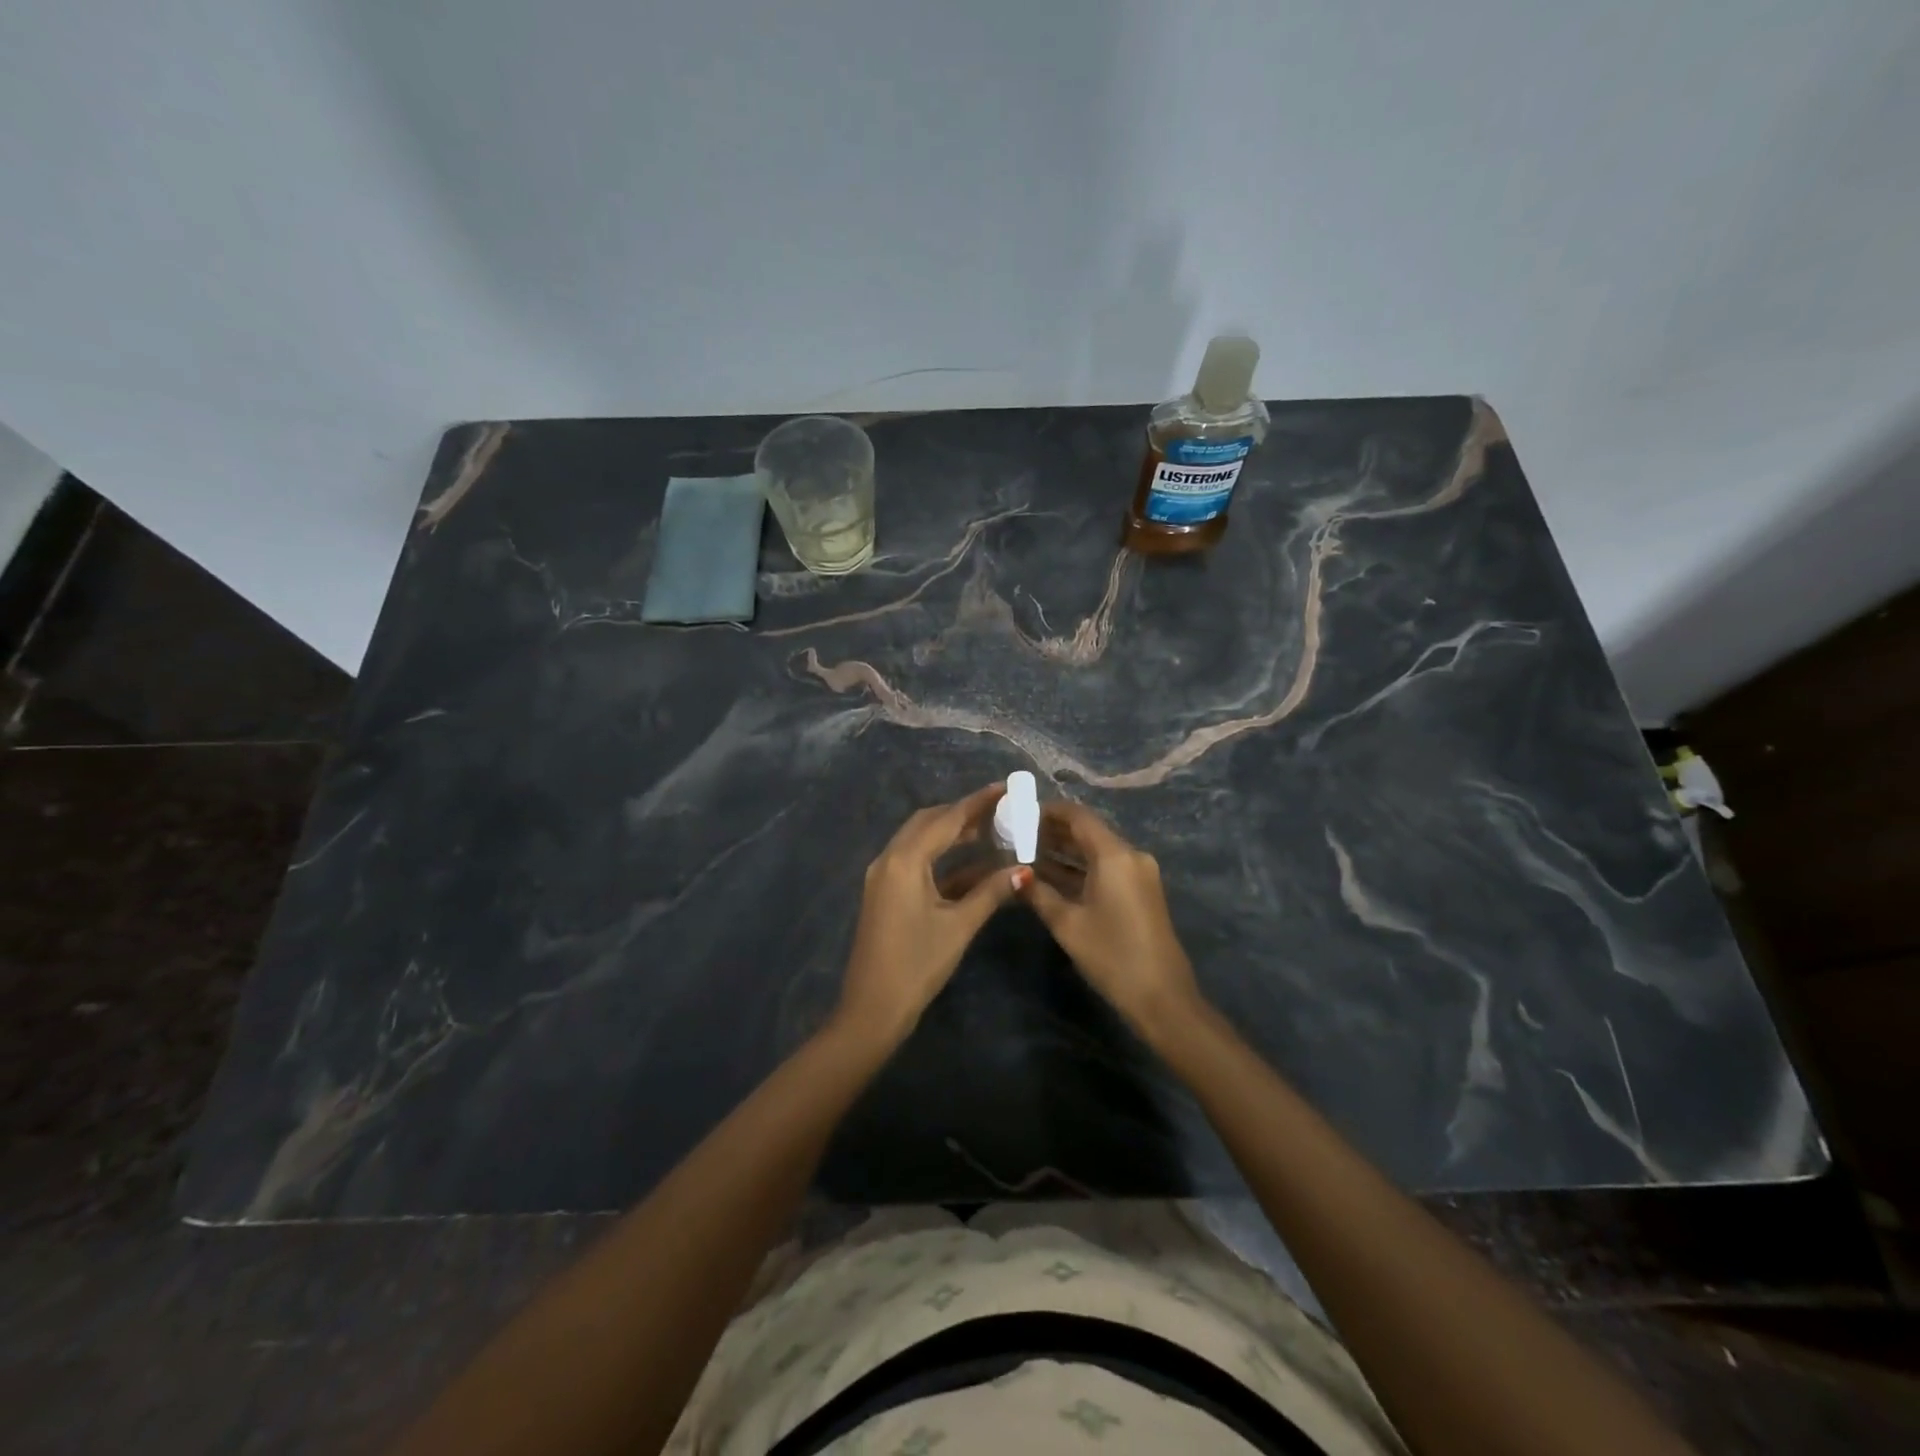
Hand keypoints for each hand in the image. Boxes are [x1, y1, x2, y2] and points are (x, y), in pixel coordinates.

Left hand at [836, 784, 1031, 1047]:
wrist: (872, 1009)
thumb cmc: (917, 965)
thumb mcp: (958, 926)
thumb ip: (991, 892)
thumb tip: (1025, 870)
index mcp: (904, 860)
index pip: (946, 820)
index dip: (977, 803)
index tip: (1005, 787)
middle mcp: (888, 859)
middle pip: (928, 823)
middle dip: (963, 814)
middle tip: (1000, 810)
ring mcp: (883, 876)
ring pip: (920, 841)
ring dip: (952, 834)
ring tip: (991, 830)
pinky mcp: (884, 893)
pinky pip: (915, 862)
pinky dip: (941, 858)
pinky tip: (972, 866)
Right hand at [1020, 801, 1201, 1037]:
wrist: (1162, 997)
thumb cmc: (1112, 955)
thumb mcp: (1067, 924)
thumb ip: (1038, 893)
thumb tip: (1015, 874)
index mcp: (1115, 855)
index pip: (1078, 816)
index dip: (1047, 812)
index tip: (1018, 814)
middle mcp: (1130, 855)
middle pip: (1087, 831)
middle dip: (1052, 832)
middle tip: (1016, 835)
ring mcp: (1139, 873)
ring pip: (1096, 851)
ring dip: (1065, 851)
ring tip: (1026, 853)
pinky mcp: (1140, 891)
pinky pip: (1106, 868)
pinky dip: (1080, 868)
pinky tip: (1051, 876)